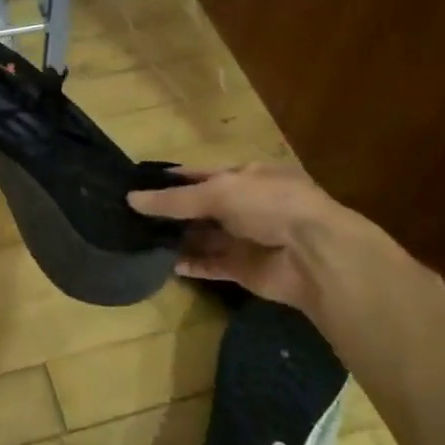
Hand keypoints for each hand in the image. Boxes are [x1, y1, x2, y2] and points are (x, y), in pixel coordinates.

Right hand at [127, 160, 385, 311]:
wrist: (314, 255)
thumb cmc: (269, 205)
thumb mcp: (218, 192)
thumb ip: (174, 199)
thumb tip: (131, 199)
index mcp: (245, 176)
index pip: (202, 175)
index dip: (173, 179)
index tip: (138, 185)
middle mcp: (245, 205)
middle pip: (200, 208)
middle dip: (171, 212)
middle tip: (130, 216)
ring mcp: (244, 238)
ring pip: (203, 237)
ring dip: (177, 238)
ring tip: (139, 239)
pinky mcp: (242, 268)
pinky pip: (209, 265)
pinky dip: (189, 265)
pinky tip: (163, 264)